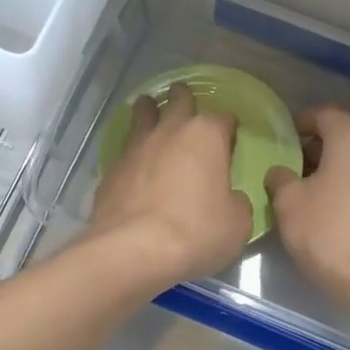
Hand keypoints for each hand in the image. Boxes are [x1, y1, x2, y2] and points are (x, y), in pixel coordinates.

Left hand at [86, 83, 253, 288]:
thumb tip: (228, 198)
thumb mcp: (238, 223)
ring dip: (150, 110)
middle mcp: (170, 131)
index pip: (224, 118)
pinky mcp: (111, 169)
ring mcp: (136, 147)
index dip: (229, 128)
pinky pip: (125, 149)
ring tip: (151, 114)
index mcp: (206, 136)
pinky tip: (135, 163)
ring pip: (142, 112)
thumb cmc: (196, 232)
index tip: (231, 139)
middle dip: (184, 100)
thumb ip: (236, 202)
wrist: (134, 250)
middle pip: (178, 100)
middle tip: (187, 108)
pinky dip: (133, 150)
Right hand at [265, 106, 349, 315]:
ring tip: (308, 187)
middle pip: (346, 131)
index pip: (324, 113)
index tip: (281, 139)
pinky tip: (332, 206)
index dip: (299, 122)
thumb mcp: (289, 204)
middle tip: (293, 163)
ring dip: (335, 164)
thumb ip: (280, 178)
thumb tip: (281, 171)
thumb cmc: (329, 233)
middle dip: (318, 143)